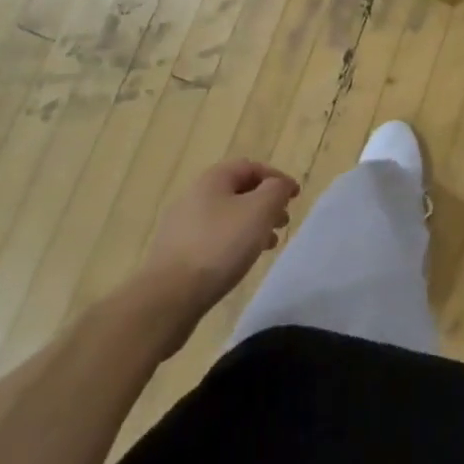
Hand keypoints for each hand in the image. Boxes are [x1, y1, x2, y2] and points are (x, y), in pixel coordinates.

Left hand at [142, 159, 300, 317]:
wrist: (169, 297)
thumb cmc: (220, 246)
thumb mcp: (259, 211)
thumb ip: (276, 191)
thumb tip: (279, 186)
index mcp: (213, 179)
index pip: (251, 166)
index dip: (276, 178)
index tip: (295, 197)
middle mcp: (194, 196)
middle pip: (238, 191)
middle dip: (265, 203)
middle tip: (283, 221)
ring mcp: (182, 226)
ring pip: (227, 216)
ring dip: (252, 224)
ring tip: (269, 244)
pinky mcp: (177, 253)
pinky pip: (214, 238)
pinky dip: (234, 242)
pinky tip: (242, 260)